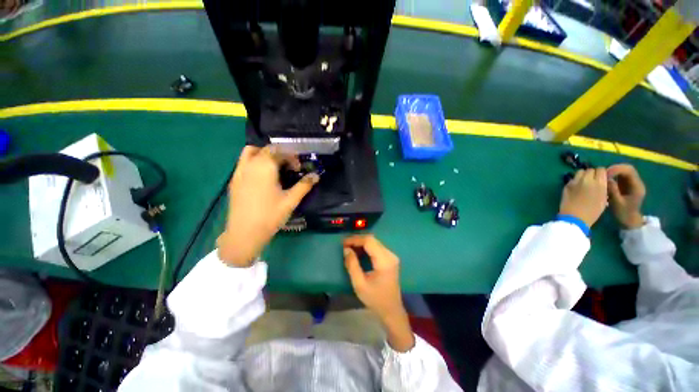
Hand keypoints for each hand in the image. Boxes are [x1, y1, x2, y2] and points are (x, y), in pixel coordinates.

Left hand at [216, 146, 318, 266]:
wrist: (244, 234)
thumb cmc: (270, 216)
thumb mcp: (291, 200)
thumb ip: (304, 185)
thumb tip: (316, 175)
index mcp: (265, 167)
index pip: (279, 151)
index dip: (291, 156)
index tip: (298, 168)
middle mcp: (250, 165)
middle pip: (265, 149)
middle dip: (280, 154)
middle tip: (289, 167)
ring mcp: (239, 172)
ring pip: (250, 152)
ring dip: (264, 154)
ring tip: (275, 167)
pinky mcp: (234, 181)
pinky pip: (243, 163)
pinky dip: (255, 162)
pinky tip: (262, 177)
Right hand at [343, 235, 413, 351]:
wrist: (391, 310)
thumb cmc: (375, 299)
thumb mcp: (359, 284)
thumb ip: (352, 265)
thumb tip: (346, 249)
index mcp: (384, 261)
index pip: (369, 241)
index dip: (355, 239)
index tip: (343, 243)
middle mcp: (390, 255)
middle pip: (372, 239)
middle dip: (357, 240)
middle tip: (345, 245)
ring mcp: (391, 256)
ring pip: (374, 242)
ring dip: (361, 243)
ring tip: (349, 247)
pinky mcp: (390, 258)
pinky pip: (377, 247)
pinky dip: (366, 247)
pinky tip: (358, 251)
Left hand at [559, 168, 607, 227]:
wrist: (575, 217)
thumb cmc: (592, 212)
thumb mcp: (604, 199)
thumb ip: (603, 187)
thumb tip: (602, 182)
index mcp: (600, 183)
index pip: (601, 169)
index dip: (601, 173)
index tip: (601, 178)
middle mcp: (587, 180)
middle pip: (590, 169)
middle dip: (592, 174)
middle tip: (592, 181)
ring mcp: (575, 181)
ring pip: (580, 172)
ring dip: (583, 175)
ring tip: (584, 183)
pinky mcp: (566, 185)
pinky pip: (573, 179)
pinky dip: (575, 181)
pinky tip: (576, 188)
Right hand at [607, 164, 645, 228]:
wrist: (629, 220)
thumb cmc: (623, 213)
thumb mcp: (617, 203)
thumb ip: (613, 190)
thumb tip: (606, 178)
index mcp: (637, 186)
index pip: (629, 171)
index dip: (617, 169)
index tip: (605, 173)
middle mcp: (636, 182)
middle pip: (627, 169)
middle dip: (615, 169)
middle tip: (602, 174)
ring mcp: (632, 183)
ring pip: (624, 171)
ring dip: (613, 171)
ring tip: (603, 177)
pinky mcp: (627, 185)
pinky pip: (621, 176)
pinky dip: (613, 175)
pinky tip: (606, 180)